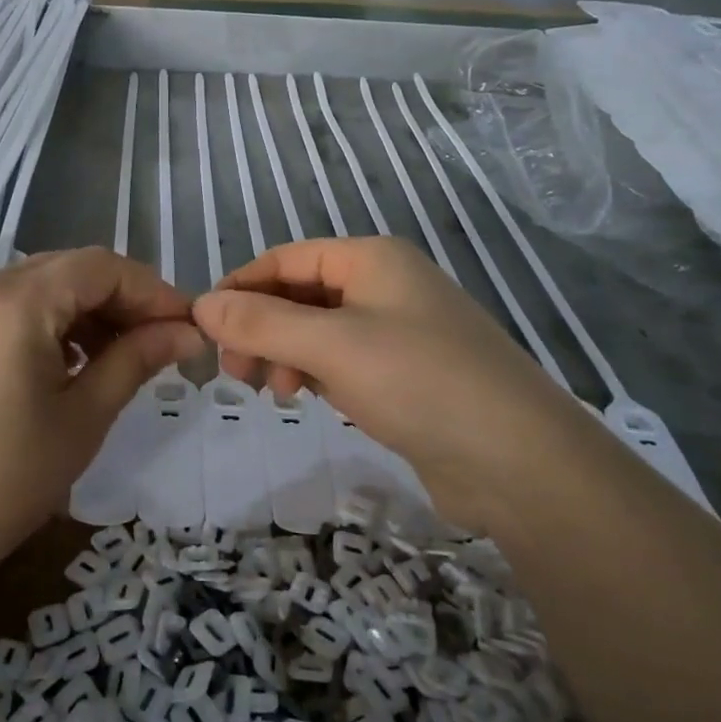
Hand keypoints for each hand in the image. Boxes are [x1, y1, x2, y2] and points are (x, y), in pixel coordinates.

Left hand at [0, 248, 201, 600]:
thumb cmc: (4, 482)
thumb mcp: (82, 418)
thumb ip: (136, 359)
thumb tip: (187, 332)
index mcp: (14, 302)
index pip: (101, 267)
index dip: (152, 290)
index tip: (186, 326)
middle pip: (68, 270)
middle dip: (120, 299)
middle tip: (158, 343)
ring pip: (37, 285)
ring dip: (83, 310)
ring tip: (115, 358)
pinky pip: (4, 306)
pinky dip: (44, 322)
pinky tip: (64, 363)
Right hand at [192, 237, 585, 526]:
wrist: (520, 462)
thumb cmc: (419, 382)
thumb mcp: (331, 346)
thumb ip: (261, 323)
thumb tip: (200, 305)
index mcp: (372, 260)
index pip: (286, 259)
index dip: (241, 287)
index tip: (205, 327)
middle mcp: (386, 286)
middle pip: (301, 295)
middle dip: (262, 328)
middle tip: (236, 371)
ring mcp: (400, 331)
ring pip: (320, 331)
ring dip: (286, 353)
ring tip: (275, 390)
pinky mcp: (407, 375)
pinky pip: (344, 361)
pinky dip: (317, 374)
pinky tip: (309, 399)